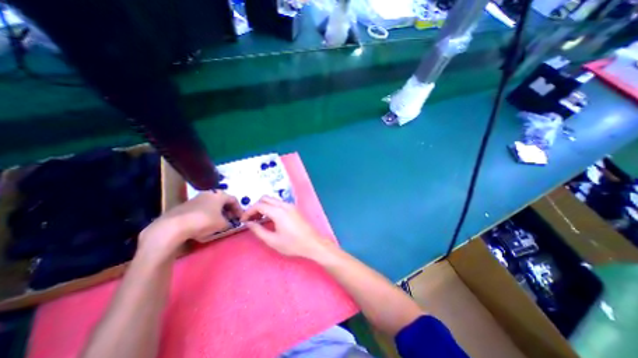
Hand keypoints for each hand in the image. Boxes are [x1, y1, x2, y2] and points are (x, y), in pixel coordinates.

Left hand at [140, 193, 243, 256]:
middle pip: (223, 201)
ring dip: (218, 212)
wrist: (174, 226)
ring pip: (212, 204)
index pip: (234, 200)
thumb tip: (229, 223)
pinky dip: (208, 214)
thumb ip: (229, 223)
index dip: (239, 209)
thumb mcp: (222, 224)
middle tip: (231, 219)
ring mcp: (196, 198)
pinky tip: (206, 224)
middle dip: (228, 210)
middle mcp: (209, 193)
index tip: (240, 218)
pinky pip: (203, 208)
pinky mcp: (186, 206)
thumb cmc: (204, 221)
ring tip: (219, 222)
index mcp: (219, 195)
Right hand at [241, 196, 333, 259]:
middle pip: (265, 198)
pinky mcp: (294, 208)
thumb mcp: (272, 240)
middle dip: (256, 207)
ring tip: (259, 220)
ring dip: (264, 207)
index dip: (248, 212)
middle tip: (251, 219)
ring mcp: (290, 205)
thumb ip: (258, 230)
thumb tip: (249, 223)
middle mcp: (284, 205)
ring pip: (272, 200)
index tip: (243, 220)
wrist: (312, 243)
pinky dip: (271, 207)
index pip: (259, 205)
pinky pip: (279, 203)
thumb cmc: (292, 244)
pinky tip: (270, 219)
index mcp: (278, 212)